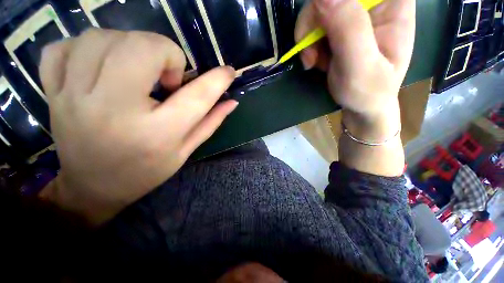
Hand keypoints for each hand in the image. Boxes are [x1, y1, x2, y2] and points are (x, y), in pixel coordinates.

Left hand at [39, 29, 236, 224]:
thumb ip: (211, 121)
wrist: (94, 188)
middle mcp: (114, 111)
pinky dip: (83, 46)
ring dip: (129, 45)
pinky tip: (98, 64)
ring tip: (137, 68)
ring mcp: (73, 98)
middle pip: (142, 49)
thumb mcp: (186, 149)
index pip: (197, 97)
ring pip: (101, 38)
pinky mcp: (53, 93)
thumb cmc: (147, 170)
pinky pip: (60, 48)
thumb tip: (232, 101)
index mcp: (157, 133)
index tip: (229, 72)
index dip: (217, 80)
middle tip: (167, 75)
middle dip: (165, 51)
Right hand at [295, 0, 414, 117]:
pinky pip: (313, 24)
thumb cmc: (368, 91)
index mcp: (393, 1)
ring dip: (308, 38)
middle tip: (311, 55)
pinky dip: (308, 44)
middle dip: (313, 24)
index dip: (330, 4)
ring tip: (313, 62)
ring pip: (317, 8)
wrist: (362, 104)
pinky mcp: (338, 25)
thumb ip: (348, 29)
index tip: (319, 28)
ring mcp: (353, 12)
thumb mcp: (360, 65)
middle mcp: (373, 1)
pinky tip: (316, 60)